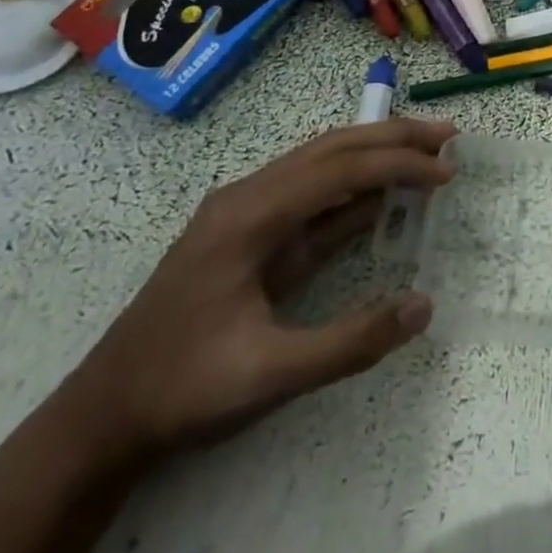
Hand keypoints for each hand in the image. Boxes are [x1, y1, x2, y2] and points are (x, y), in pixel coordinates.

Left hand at [56, 117, 457, 464]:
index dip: (398, 163)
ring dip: (376, 154)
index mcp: (249, 215)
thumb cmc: (182, 388)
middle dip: (393, 137)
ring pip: (323, 163)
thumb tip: (423, 305)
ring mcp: (248, 211)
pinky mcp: (252, 232)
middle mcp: (250, 195)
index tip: (447, 170)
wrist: (103, 416)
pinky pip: (312, 197)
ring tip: (428, 153)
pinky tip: (385, 195)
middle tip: (448, 136)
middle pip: (332, 148)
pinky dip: (355, 189)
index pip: (339, 169)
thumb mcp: (268, 375)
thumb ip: (349, 342)